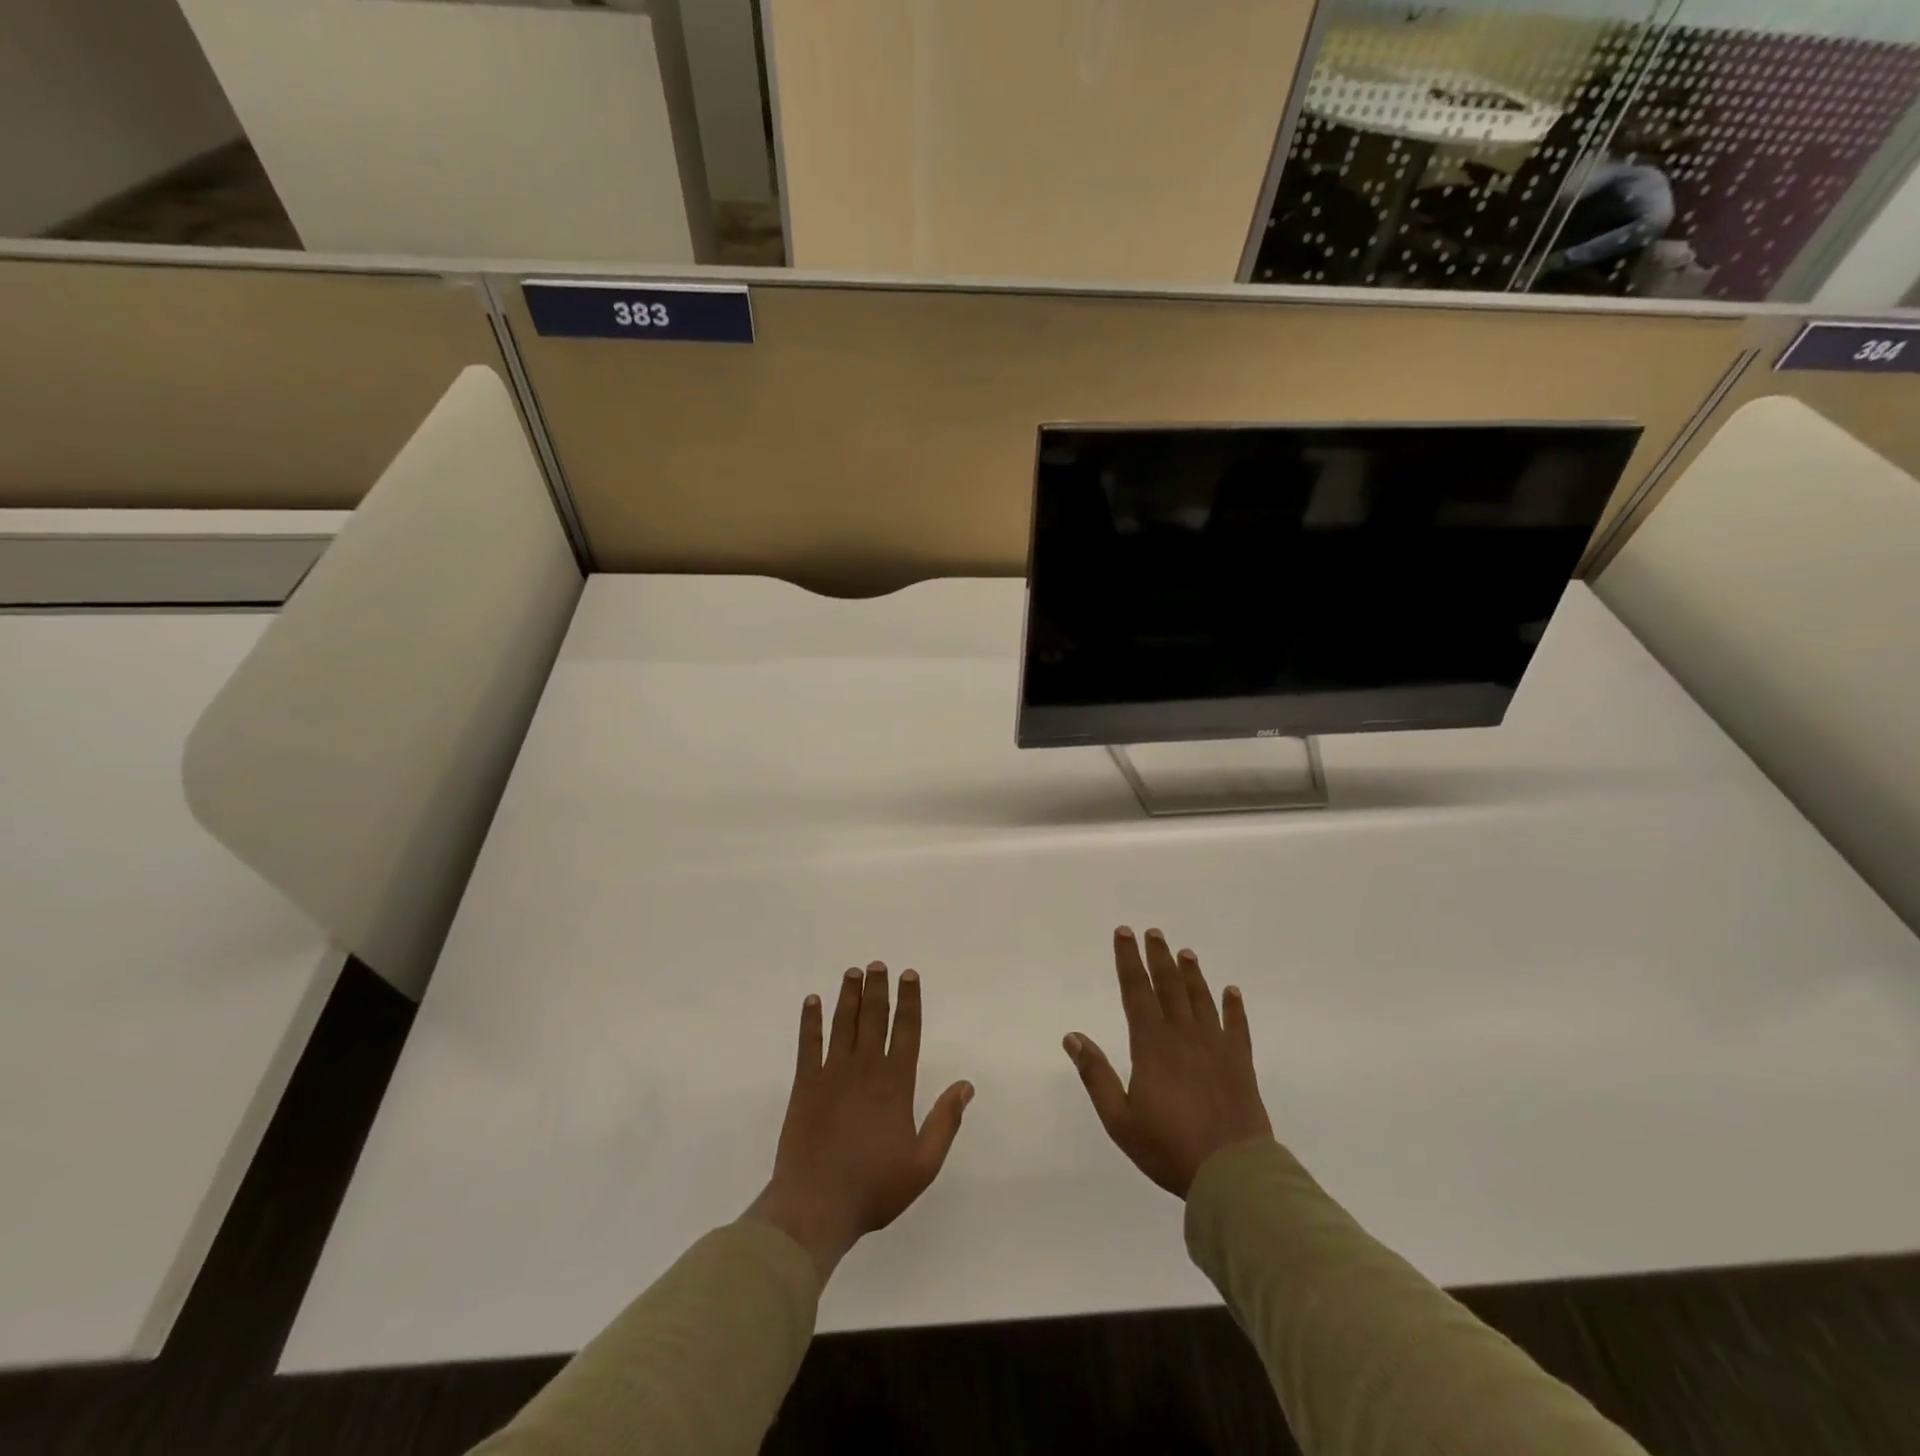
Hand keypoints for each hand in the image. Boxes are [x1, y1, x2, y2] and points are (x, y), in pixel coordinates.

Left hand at [745, 963, 972, 1278]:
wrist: (816, 1206)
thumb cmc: (874, 1187)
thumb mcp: (923, 1164)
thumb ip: (945, 1122)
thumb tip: (966, 1085)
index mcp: (896, 1084)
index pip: (907, 1031)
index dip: (909, 1001)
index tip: (908, 975)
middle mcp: (865, 1069)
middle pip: (874, 1018)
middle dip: (878, 988)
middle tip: (878, 964)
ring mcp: (832, 1074)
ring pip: (843, 1023)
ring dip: (848, 996)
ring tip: (853, 972)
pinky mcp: (805, 1084)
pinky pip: (808, 1044)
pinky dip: (810, 1021)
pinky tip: (811, 1001)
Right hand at [1064, 927, 1272, 1198]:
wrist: (1232, 1172)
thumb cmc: (1169, 1147)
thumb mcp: (1119, 1119)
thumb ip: (1096, 1075)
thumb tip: (1073, 1037)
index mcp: (1152, 1045)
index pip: (1136, 992)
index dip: (1128, 961)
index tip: (1124, 934)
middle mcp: (1183, 1035)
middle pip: (1169, 986)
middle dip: (1158, 957)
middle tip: (1154, 932)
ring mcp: (1215, 1046)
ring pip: (1201, 999)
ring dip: (1192, 974)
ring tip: (1186, 952)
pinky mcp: (1240, 1063)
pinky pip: (1237, 1026)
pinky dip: (1234, 1007)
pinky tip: (1232, 991)